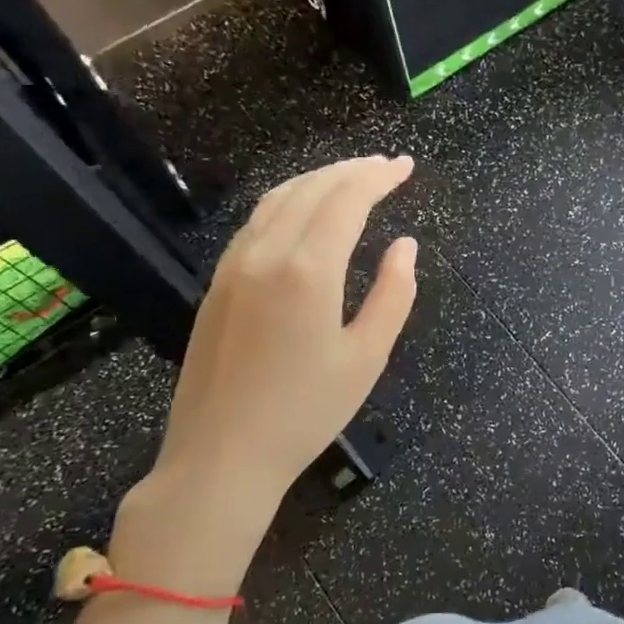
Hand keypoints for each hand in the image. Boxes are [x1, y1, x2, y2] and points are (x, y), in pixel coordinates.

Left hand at [112, 155, 417, 593]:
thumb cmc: (305, 412)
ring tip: (351, 177)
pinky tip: (304, 211)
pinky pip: (256, 222)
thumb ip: (394, 294)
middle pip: (311, 189)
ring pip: (278, 199)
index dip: (378, 178)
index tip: (405, 166)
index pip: (346, 200)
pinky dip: (288, 201)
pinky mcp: (217, 284)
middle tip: (387, 166)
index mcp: (307, 271)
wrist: (220, 457)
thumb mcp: (367, 357)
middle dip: (352, 170)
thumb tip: (404, 246)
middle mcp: (265, 254)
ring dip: (318, 180)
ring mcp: (234, 267)